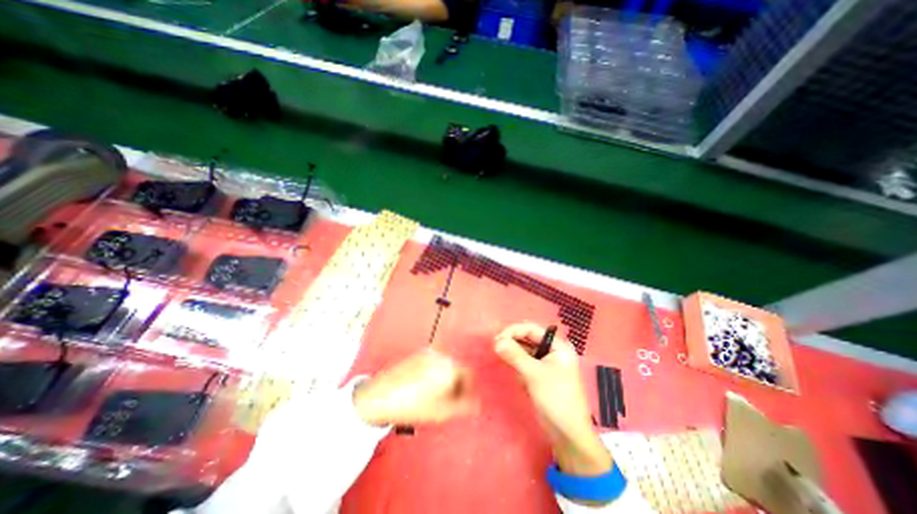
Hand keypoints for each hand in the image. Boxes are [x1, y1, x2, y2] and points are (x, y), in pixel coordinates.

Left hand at [352, 350, 476, 424]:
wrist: (381, 396)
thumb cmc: (413, 405)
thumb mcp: (442, 412)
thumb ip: (464, 406)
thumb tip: (476, 404)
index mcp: (449, 366)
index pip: (468, 374)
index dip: (468, 389)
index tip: (465, 401)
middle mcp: (441, 355)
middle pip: (457, 368)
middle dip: (457, 384)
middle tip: (450, 401)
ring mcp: (428, 352)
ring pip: (446, 365)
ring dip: (446, 378)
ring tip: (437, 396)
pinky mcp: (418, 354)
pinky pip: (434, 363)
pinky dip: (436, 373)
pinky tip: (426, 388)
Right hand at [495, 323, 606, 475]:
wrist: (568, 434)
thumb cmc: (556, 398)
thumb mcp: (534, 374)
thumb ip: (515, 355)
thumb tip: (496, 342)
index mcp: (558, 346)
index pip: (532, 329)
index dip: (514, 331)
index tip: (497, 339)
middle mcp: (552, 350)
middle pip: (528, 338)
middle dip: (512, 342)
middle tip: (496, 348)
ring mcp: (546, 362)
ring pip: (525, 350)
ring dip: (514, 354)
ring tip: (504, 360)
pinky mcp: (540, 374)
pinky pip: (525, 362)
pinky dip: (518, 365)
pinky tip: (517, 375)